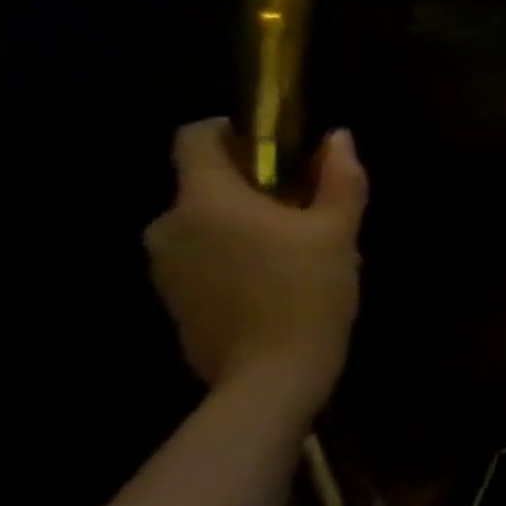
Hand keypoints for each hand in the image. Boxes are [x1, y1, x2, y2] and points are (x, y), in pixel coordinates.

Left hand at [145, 119, 366, 417]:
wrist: (272, 373)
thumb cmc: (308, 292)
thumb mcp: (339, 232)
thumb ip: (340, 180)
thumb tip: (339, 138)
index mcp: (206, 199)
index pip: (196, 138)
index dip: (233, 131)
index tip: (277, 148)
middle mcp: (170, 224)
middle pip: (206, 184)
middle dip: (253, 188)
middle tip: (307, 211)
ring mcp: (165, 264)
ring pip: (205, 223)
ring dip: (244, 225)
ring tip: (298, 252)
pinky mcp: (173, 297)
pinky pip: (202, 257)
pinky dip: (234, 256)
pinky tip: (276, 282)